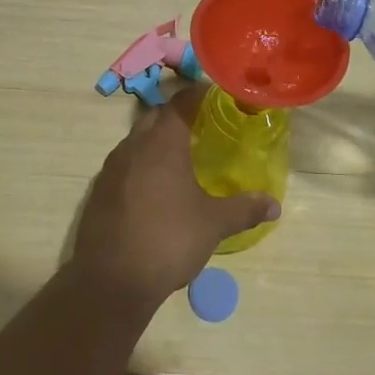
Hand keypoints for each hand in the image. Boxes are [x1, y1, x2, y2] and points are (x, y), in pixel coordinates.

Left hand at [68, 85, 279, 308]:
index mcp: (162, 142)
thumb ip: (244, 209)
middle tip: (202, 125)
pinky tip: (155, 187)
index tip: (217, 96)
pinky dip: (141, 163)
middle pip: (156, 116)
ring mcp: (112, 167)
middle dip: (178, 115)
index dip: (199, 94)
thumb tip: (274, 204)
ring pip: (137, 139)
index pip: (181, 102)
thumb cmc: (168, 240)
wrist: (110, 280)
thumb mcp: (213, 224)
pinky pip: (124, 164)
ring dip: (157, 139)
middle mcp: (133, 145)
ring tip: (181, 156)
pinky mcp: (99, 190)